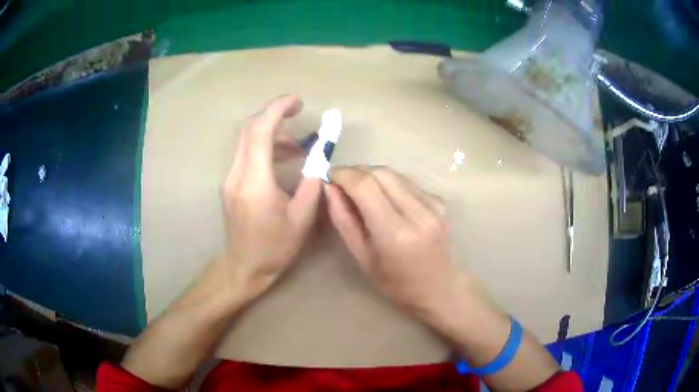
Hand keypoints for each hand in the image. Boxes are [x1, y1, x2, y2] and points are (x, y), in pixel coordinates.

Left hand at [219, 95, 321, 300]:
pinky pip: (245, 153)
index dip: (277, 110)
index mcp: (255, 182)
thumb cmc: (274, 247)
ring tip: (299, 146)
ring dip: (271, 132)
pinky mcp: (229, 183)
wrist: (244, 267)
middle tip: (298, 111)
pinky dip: (264, 146)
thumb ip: (312, 182)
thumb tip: (320, 156)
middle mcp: (236, 174)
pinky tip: (283, 158)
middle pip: (248, 129)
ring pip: (246, 139)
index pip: (259, 132)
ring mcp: (229, 178)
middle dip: (273, 113)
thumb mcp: (302, 218)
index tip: (297, 102)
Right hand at [325, 166, 455, 313]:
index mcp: (395, 234)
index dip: (343, 174)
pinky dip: (388, 184)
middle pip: (380, 173)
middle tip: (341, 183)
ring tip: (359, 191)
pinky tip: (384, 199)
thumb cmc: (395, 282)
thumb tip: (329, 187)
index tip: (329, 176)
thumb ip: (343, 220)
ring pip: (394, 173)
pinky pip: (406, 182)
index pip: (365, 186)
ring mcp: (433, 204)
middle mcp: (418, 213)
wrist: (438, 287)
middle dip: (356, 172)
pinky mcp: (440, 201)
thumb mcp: (361, 257)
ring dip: (371, 176)